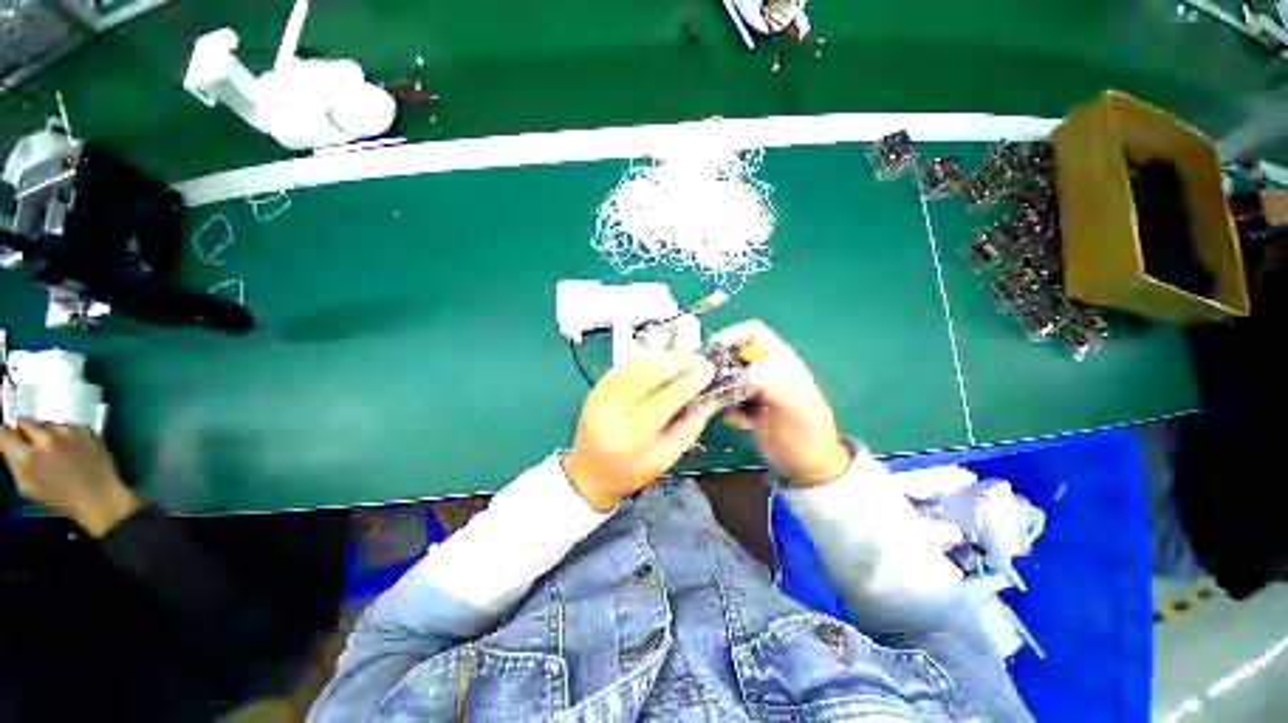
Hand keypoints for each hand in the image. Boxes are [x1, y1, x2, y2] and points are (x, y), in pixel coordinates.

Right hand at [0, 420, 139, 536]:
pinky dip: (65, 434)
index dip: (4, 434)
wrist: (99, 496)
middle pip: (25, 422)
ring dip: (46, 433)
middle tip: (31, 445)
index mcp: (27, 456)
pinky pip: (67, 425)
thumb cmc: (60, 498)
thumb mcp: (27, 486)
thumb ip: (15, 463)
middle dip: (25, 432)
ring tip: (55, 450)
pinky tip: (71, 449)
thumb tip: (10, 447)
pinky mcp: (85, 428)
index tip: (7, 437)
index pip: (3, 432)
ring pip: (47, 423)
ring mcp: (67, 431)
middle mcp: (45, 439)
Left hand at [562, 351, 718, 511]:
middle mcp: (612, 411)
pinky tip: (661, 361)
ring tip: (684, 357)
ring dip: (663, 357)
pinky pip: (624, 366)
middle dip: (677, 361)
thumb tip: (708, 401)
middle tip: (698, 358)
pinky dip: (646, 360)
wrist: (588, 473)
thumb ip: (689, 430)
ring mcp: (600, 396)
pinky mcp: (596, 388)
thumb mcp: (664, 461)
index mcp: (632, 437)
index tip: (708, 370)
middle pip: (647, 374)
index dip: (689, 382)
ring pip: (634, 365)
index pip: (665, 399)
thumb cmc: (629, 472)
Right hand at [711, 320, 851, 486]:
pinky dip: (726, 408)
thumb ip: (768, 383)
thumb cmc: (806, 433)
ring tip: (720, 404)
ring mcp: (755, 388)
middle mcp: (766, 370)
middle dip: (719, 364)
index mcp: (781, 361)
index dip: (732, 334)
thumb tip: (740, 373)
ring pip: (727, 376)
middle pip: (735, 353)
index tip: (712, 351)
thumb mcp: (793, 405)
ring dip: (720, 388)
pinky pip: (727, 399)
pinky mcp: (747, 407)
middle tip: (706, 380)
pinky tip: (738, 422)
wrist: (808, 466)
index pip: (753, 332)